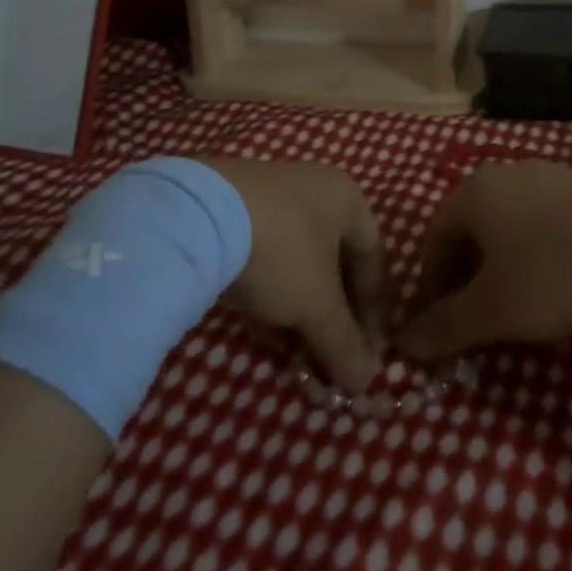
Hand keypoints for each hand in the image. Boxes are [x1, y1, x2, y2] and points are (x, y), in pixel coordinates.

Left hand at [201, 159, 387, 391]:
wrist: (196, 217)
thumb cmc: (280, 252)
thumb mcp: (316, 306)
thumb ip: (345, 343)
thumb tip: (367, 381)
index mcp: (347, 198)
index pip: (374, 258)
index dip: (375, 308)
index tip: (368, 349)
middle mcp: (315, 189)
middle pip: (336, 260)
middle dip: (334, 313)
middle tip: (331, 354)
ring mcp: (272, 195)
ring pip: (298, 261)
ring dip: (301, 308)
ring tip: (295, 350)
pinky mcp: (234, 209)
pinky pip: (266, 256)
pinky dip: (270, 294)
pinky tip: (261, 330)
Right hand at [397, 161, 571, 360]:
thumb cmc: (555, 271)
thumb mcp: (494, 310)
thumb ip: (446, 326)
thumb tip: (404, 343)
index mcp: (474, 192)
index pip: (433, 238)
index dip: (430, 285)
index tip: (439, 325)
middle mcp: (506, 174)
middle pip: (471, 229)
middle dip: (466, 277)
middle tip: (475, 321)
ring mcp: (549, 176)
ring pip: (508, 225)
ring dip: (502, 267)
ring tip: (516, 307)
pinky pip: (543, 223)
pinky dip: (535, 254)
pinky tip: (557, 284)